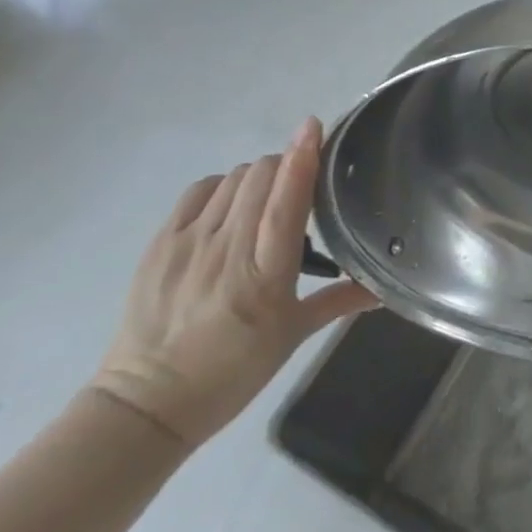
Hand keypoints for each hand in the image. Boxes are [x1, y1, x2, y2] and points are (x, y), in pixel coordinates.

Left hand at [92, 118, 375, 448]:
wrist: (146, 404)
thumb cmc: (231, 372)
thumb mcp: (291, 338)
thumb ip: (339, 302)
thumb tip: (384, 289)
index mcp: (265, 276)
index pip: (287, 201)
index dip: (302, 158)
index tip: (314, 126)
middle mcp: (228, 250)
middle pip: (260, 176)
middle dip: (284, 166)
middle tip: (297, 186)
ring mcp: (189, 243)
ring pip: (233, 179)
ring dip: (257, 177)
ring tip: (263, 201)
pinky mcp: (161, 243)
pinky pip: (199, 191)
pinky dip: (221, 187)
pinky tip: (228, 206)